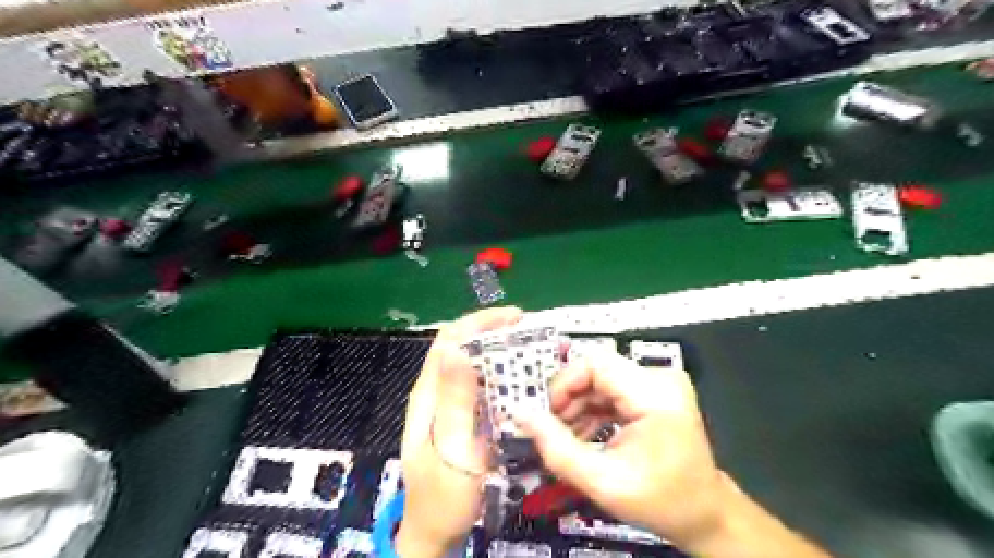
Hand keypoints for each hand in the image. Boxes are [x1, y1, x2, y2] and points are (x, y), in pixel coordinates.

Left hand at [397, 308, 523, 556]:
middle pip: (462, 347)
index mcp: (429, 394)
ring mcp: (449, 406)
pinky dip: (500, 375)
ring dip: (499, 351)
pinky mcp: (462, 418)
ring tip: (532, 350)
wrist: (435, 533)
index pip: (450, 340)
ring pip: (473, 365)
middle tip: (530, 331)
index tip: (515, 317)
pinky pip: (481, 387)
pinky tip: (522, 381)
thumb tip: (455, 349)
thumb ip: (454, 402)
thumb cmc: (443, 496)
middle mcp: (437, 393)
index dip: (480, 321)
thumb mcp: (452, 449)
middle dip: (493, 332)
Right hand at [521, 349, 726, 549]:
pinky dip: (594, 408)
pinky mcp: (656, 391)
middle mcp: (660, 378)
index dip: (564, 383)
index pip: (595, 363)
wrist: (704, 513)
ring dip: (579, 405)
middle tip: (553, 429)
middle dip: (569, 398)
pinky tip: (585, 433)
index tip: (547, 414)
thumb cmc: (659, 501)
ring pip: (602, 379)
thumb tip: (520, 413)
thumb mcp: (601, 482)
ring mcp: (660, 382)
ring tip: (568, 436)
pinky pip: (613, 389)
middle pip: (597, 370)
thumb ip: (556, 448)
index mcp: (654, 395)